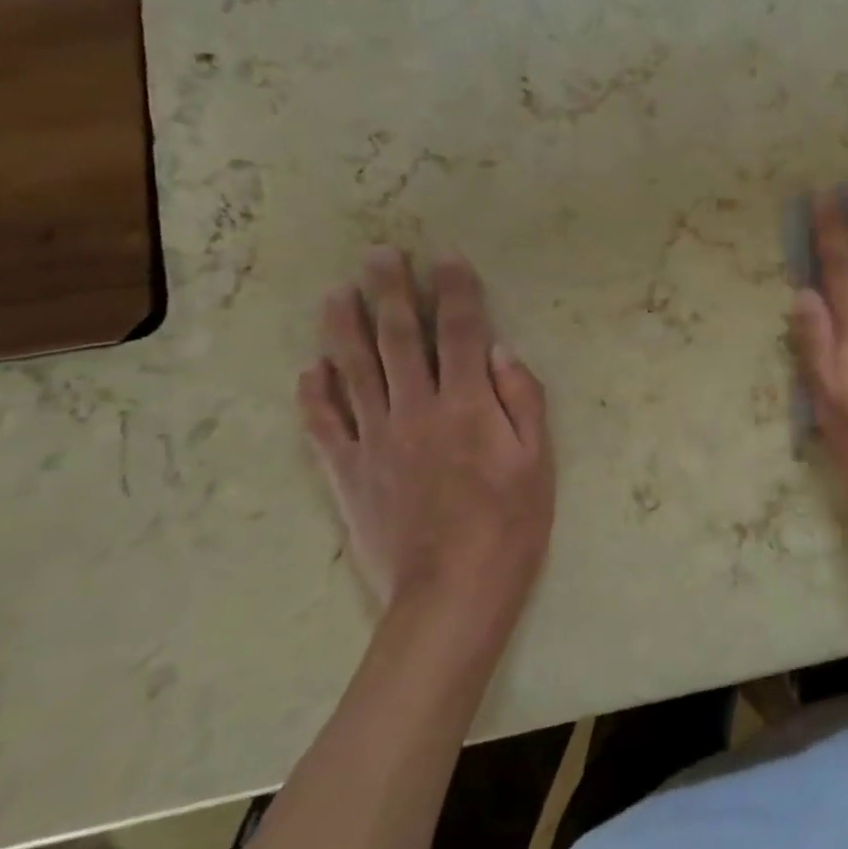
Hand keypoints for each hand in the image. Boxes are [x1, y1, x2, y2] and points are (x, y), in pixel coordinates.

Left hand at [298, 248, 554, 634]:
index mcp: (468, 404)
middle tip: (378, 254)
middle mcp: (416, 409)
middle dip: (391, 291)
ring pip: (353, 370)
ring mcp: (375, 440)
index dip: (456, 290)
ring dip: (344, 327)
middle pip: (400, 338)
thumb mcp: (538, 461)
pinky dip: (314, 394)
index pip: (462, 331)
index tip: (445, 256)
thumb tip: (503, 351)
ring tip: (337, 293)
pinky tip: (309, 368)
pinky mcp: (347, 473)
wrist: (451, 594)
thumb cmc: (509, 525)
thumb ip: (523, 400)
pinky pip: (324, 425)